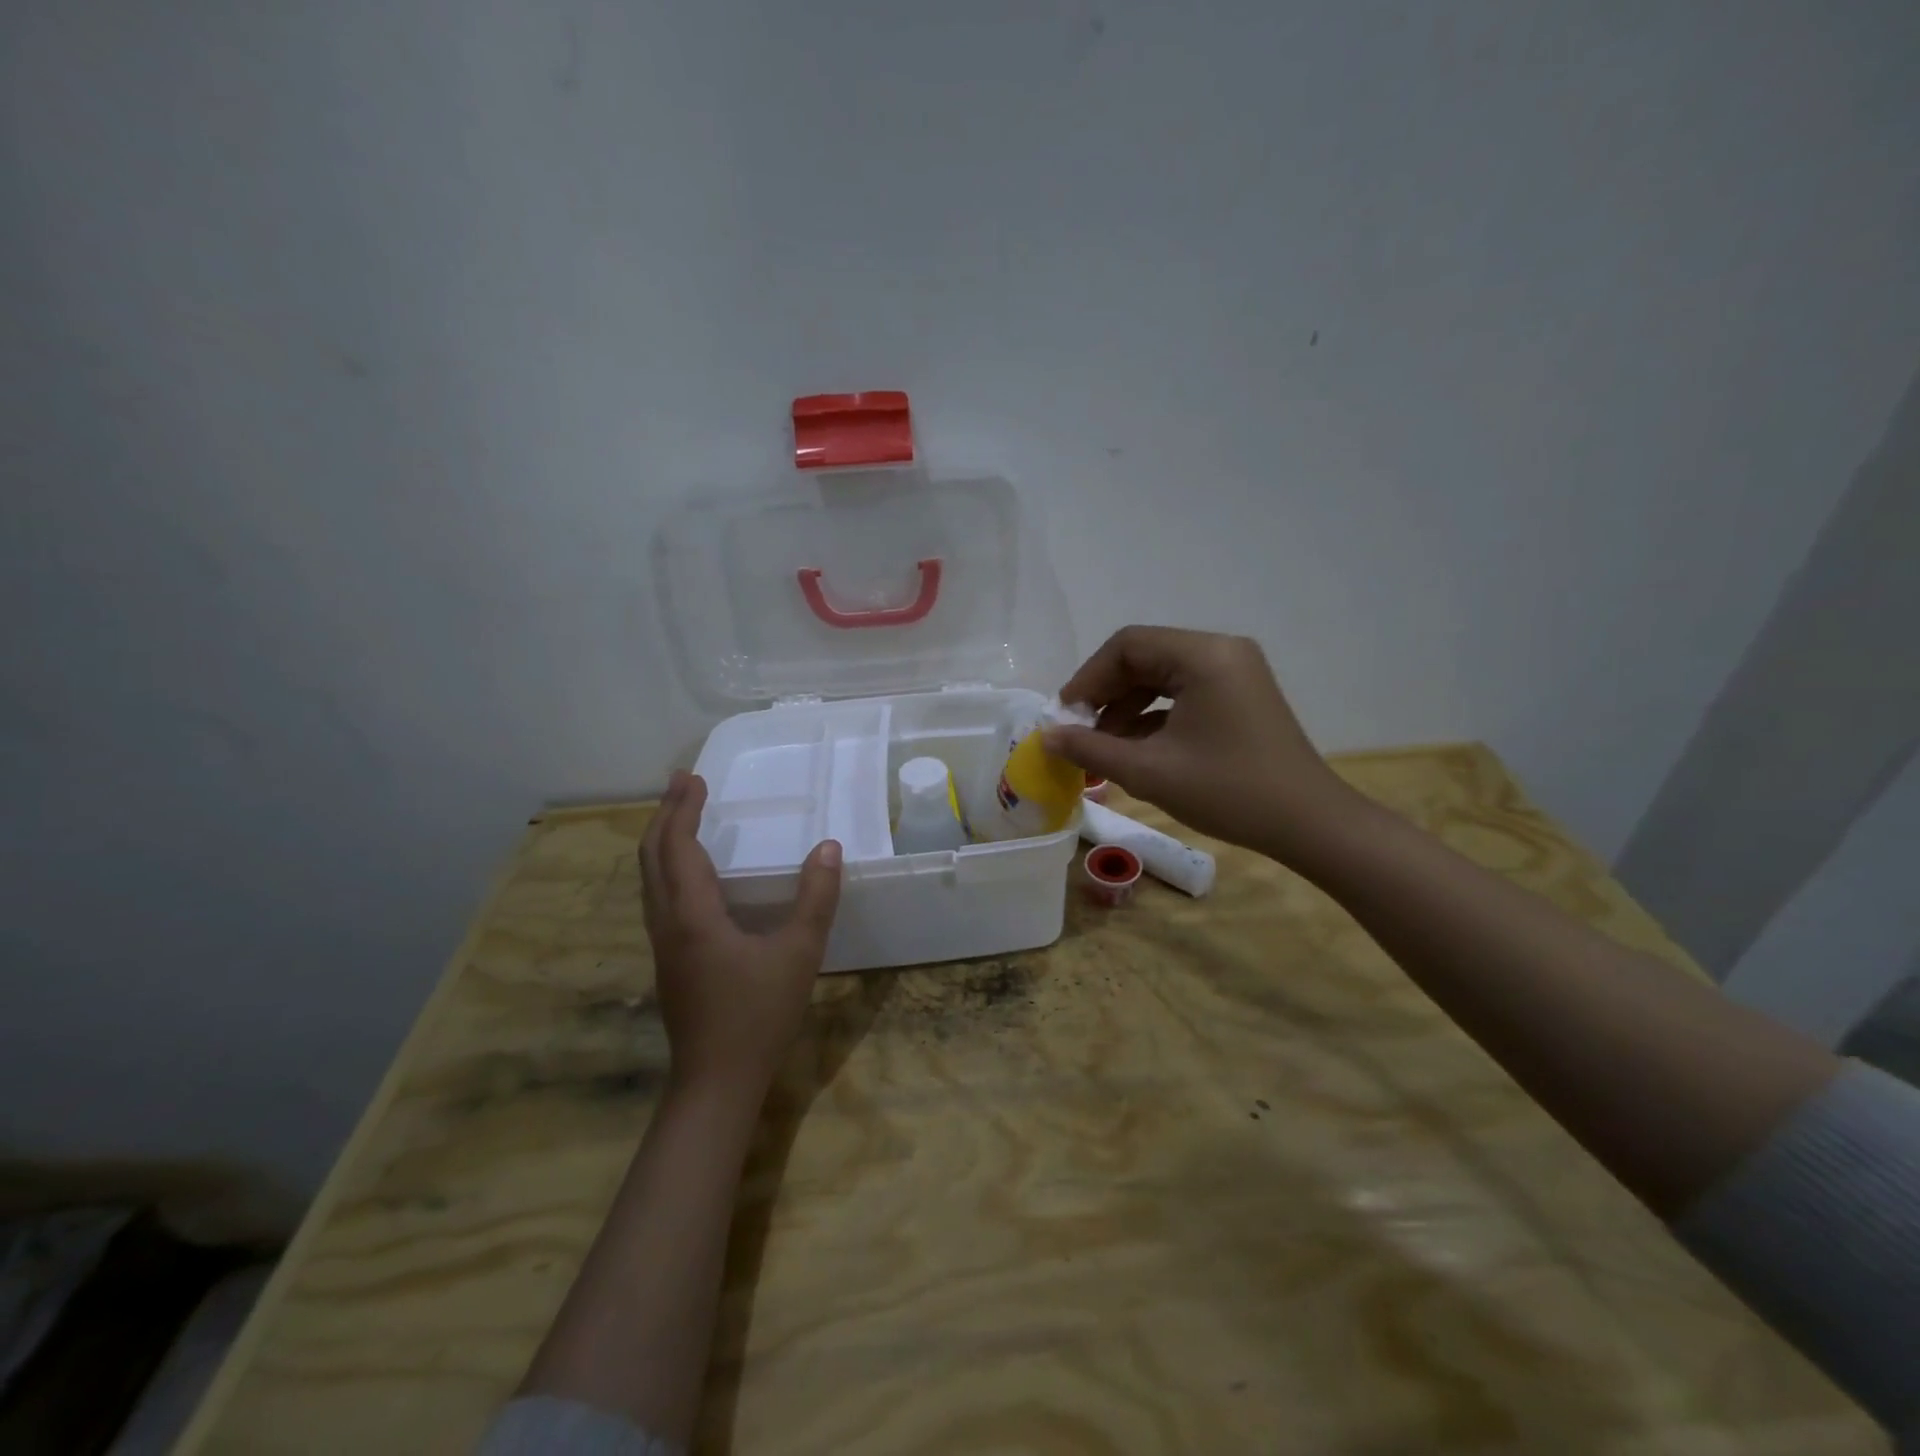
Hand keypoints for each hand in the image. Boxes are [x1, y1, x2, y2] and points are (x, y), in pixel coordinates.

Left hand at [639, 771, 842, 1098]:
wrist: (716, 1083)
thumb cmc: (758, 1015)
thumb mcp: (799, 953)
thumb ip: (815, 898)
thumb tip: (828, 847)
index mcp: (692, 915)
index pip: (678, 846)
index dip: (683, 809)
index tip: (693, 777)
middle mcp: (667, 923)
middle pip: (651, 857)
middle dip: (665, 816)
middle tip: (683, 784)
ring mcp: (663, 945)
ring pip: (649, 880)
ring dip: (662, 841)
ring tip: (681, 817)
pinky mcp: (669, 962)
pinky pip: (658, 898)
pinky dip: (667, 868)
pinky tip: (690, 875)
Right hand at [1043, 626, 1360, 862]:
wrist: (1310, 825)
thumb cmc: (1229, 792)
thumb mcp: (1150, 772)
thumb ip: (1091, 748)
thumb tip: (1045, 736)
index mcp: (1204, 655)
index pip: (1127, 646)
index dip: (1087, 679)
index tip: (1064, 717)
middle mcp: (1221, 650)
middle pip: (1144, 657)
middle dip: (1105, 695)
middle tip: (1078, 733)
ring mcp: (1235, 671)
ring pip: (1162, 676)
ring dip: (1126, 707)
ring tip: (1102, 748)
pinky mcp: (1240, 695)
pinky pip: (1184, 692)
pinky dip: (1154, 716)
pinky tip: (1134, 750)